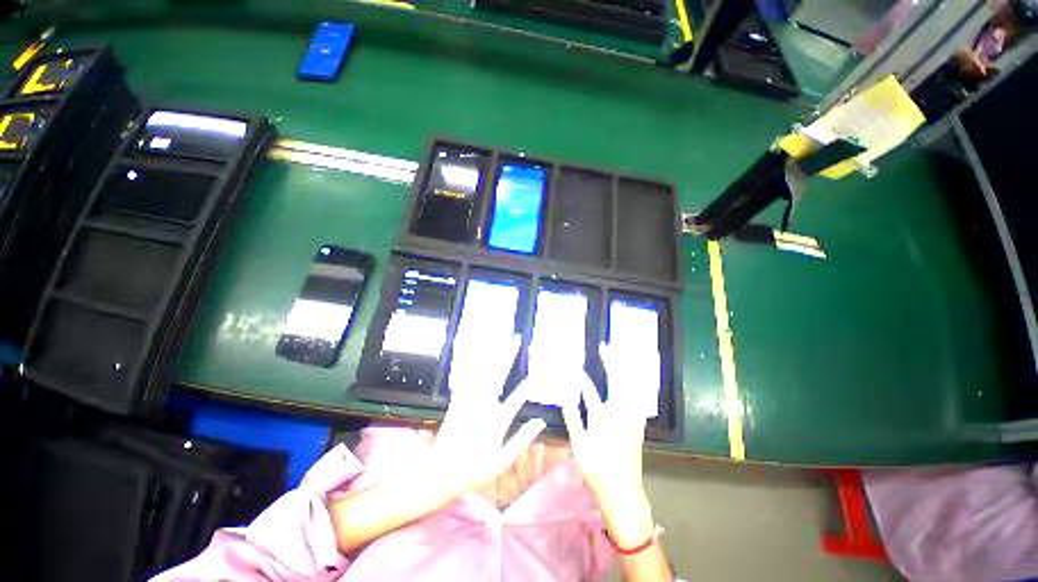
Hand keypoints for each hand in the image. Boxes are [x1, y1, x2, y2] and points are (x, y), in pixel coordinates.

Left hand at [330, 331, 544, 552]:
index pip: (517, 399)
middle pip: (498, 375)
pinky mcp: (457, 401)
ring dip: (491, 354)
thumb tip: (540, 421)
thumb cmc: (474, 471)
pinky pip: (466, 378)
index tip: (537, 374)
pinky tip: (477, 352)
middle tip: (515, 339)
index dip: (528, 386)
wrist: (439, 472)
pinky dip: (472, 363)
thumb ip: (522, 440)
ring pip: (482, 372)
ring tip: (499, 338)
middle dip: (508, 355)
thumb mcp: (502, 461)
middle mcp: (484, 406)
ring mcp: (469, 402)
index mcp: (497, 421)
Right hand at [562, 343, 657, 547]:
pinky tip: (631, 381)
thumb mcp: (581, 445)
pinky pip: (636, 399)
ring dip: (625, 371)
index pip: (604, 383)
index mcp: (610, 417)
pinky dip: (634, 386)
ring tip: (619, 357)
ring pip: (632, 388)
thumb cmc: (599, 470)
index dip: (603, 364)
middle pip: (622, 381)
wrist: (624, 494)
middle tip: (608, 347)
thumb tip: (566, 395)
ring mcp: (633, 419)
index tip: (599, 349)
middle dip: (616, 361)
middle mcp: (625, 413)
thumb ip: (574, 418)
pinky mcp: (637, 425)